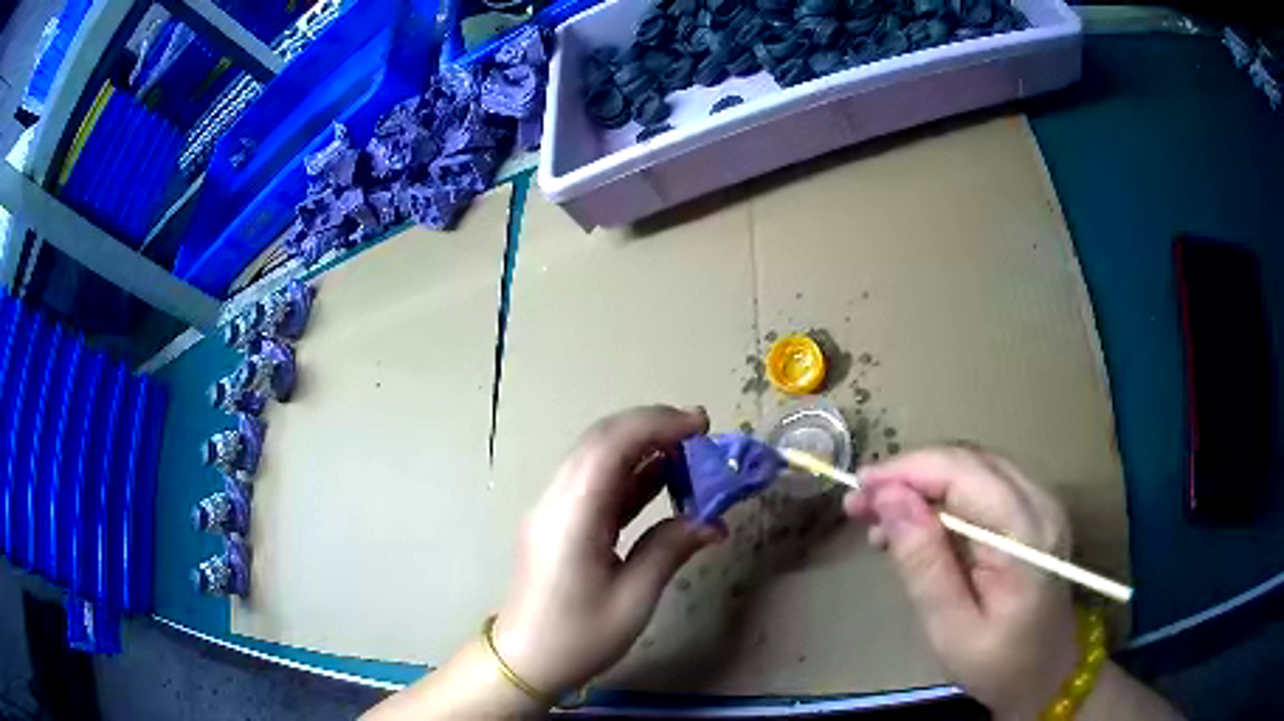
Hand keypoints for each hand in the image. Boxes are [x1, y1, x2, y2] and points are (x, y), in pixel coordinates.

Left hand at [493, 406, 726, 698]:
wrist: (525, 660)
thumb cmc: (578, 637)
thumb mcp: (634, 599)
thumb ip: (670, 549)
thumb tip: (711, 521)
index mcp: (572, 515)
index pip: (610, 446)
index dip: (657, 424)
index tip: (702, 426)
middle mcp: (557, 500)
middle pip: (600, 441)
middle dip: (652, 426)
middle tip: (701, 431)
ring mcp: (553, 509)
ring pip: (596, 457)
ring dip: (642, 446)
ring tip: (690, 451)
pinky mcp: (558, 522)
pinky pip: (594, 483)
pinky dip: (630, 473)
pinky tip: (661, 479)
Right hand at [844, 445, 1077, 719]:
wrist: (1046, 673)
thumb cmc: (999, 664)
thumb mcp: (951, 628)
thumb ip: (924, 563)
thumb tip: (888, 500)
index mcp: (1026, 533)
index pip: (963, 472)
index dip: (907, 471)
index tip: (858, 489)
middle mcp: (1040, 501)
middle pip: (968, 461)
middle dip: (909, 475)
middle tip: (860, 505)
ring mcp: (1040, 503)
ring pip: (973, 467)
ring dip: (923, 485)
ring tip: (879, 520)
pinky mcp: (1032, 512)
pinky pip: (982, 486)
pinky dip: (942, 498)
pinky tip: (915, 525)